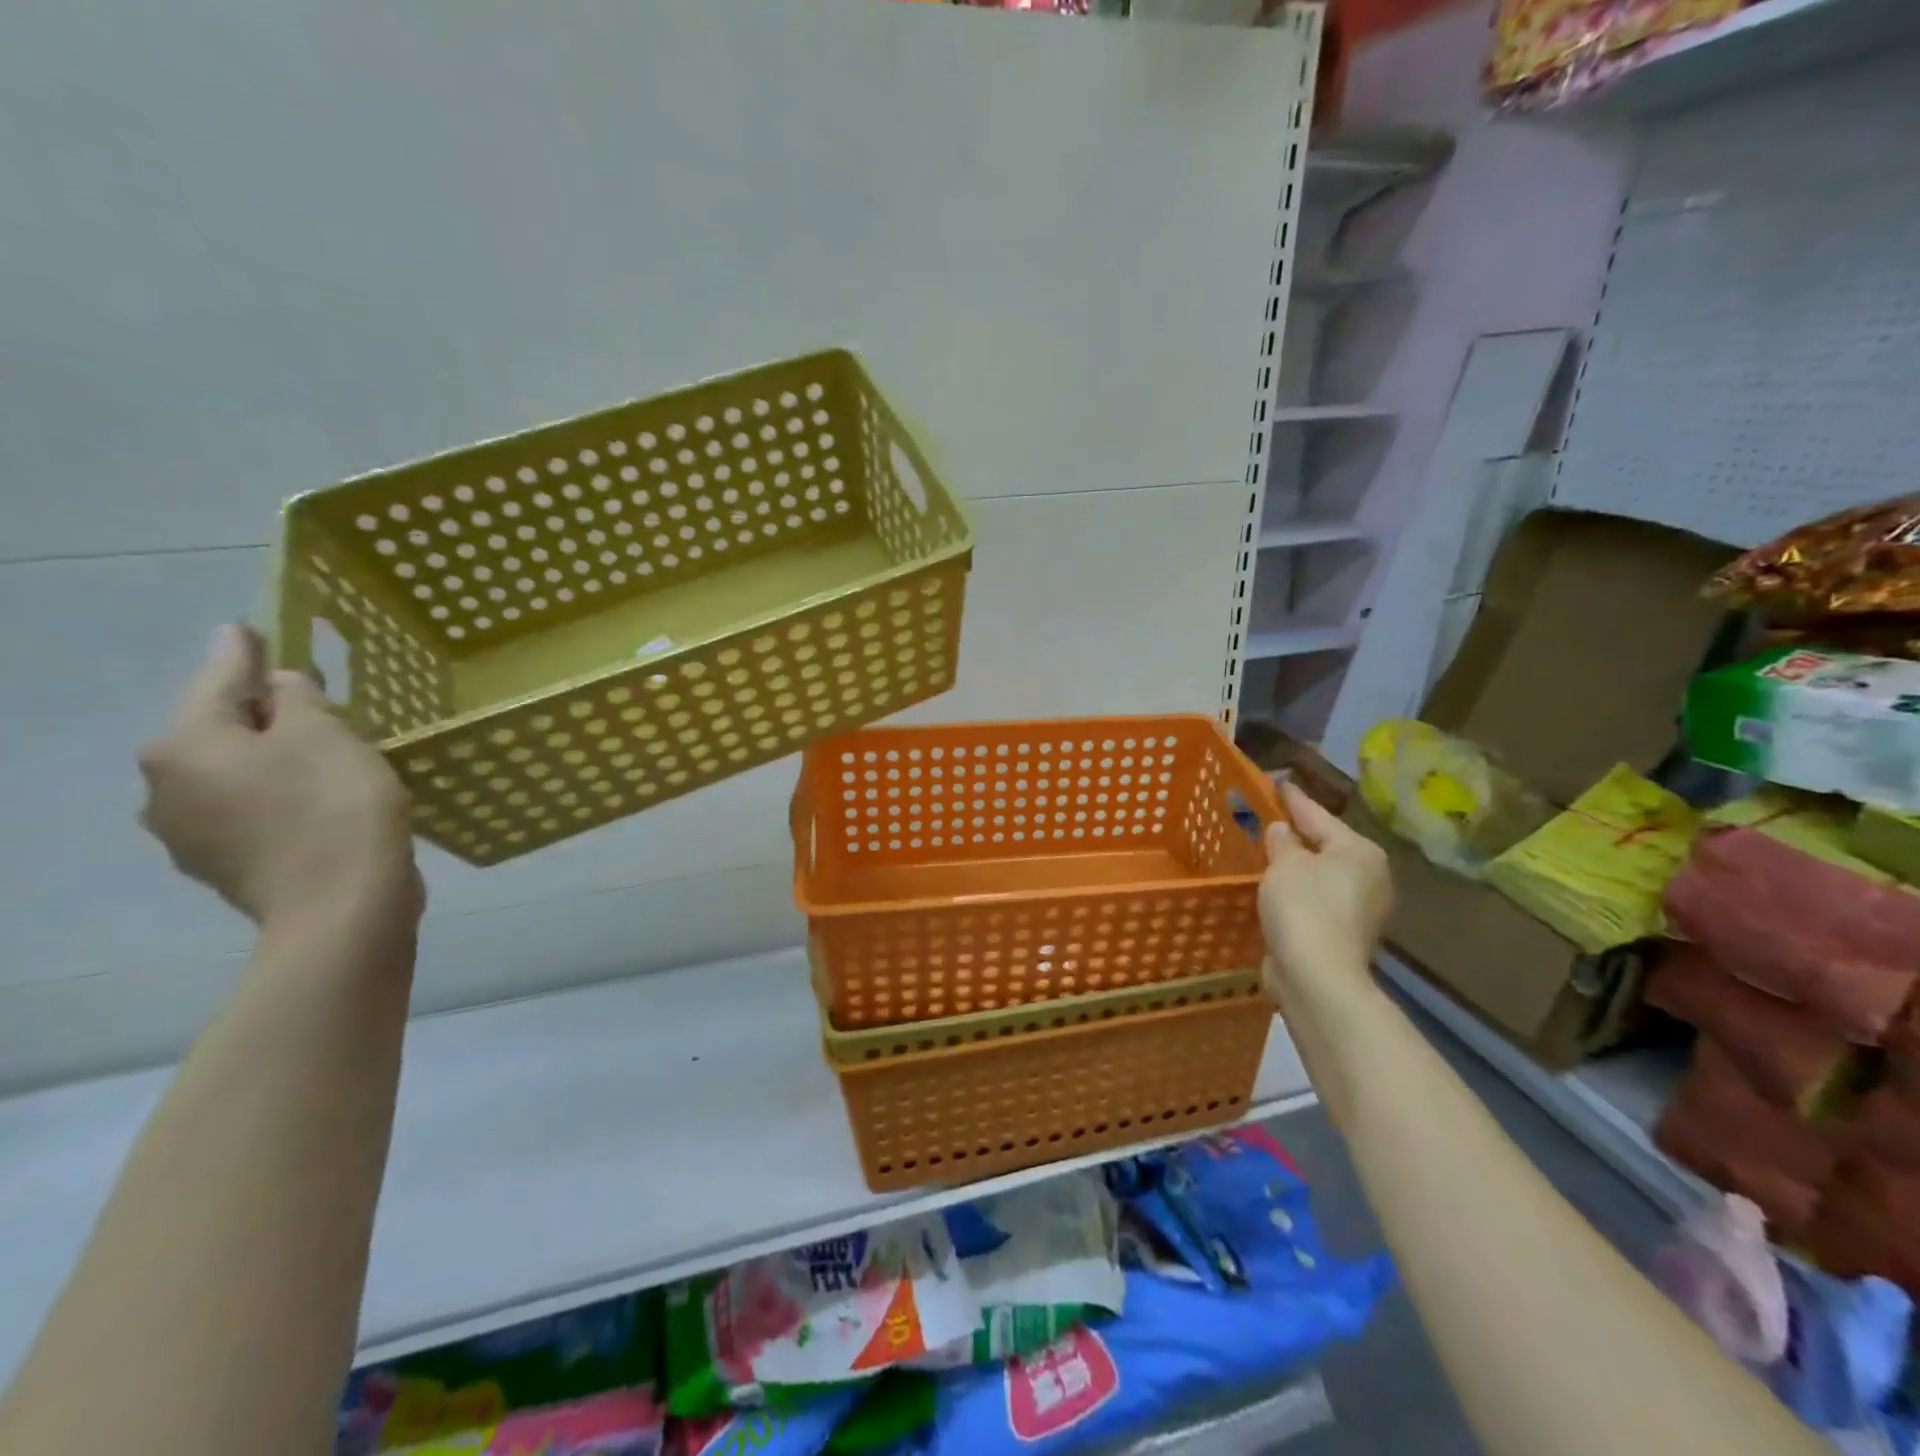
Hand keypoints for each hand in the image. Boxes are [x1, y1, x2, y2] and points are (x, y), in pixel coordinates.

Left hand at [139, 626, 422, 932]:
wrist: (342, 905)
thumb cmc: (334, 805)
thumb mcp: (325, 734)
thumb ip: (297, 697)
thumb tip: (279, 684)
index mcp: (184, 745)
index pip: (217, 680)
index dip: (243, 653)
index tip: (249, 629)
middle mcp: (167, 788)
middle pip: (219, 732)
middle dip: (261, 715)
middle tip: (312, 703)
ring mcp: (191, 835)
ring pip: (234, 775)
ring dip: (271, 759)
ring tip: (323, 755)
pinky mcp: (227, 867)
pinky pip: (251, 812)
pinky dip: (279, 797)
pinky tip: (317, 800)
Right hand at [1258, 778, 1391, 1014]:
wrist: (1317, 976)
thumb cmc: (1304, 907)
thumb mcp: (1285, 863)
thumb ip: (1282, 841)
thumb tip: (1282, 830)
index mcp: (1359, 851)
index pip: (1317, 814)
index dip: (1292, 798)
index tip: (1274, 782)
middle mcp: (1368, 875)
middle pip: (1324, 844)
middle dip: (1296, 834)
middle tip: (1265, 817)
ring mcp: (1360, 907)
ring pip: (1320, 873)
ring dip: (1295, 864)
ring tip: (1264, 850)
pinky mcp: (1343, 932)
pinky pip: (1314, 898)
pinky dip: (1295, 890)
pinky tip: (1273, 886)